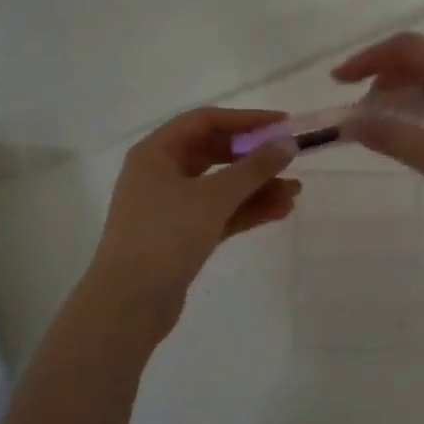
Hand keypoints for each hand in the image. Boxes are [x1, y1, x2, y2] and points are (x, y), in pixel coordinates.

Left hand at [86, 107, 299, 329]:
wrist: (129, 304)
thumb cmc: (165, 237)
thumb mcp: (213, 197)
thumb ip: (254, 168)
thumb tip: (288, 143)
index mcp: (156, 153)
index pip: (205, 121)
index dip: (245, 120)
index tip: (282, 125)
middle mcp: (160, 174)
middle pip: (214, 154)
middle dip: (254, 158)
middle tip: (290, 160)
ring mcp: (170, 207)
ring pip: (220, 187)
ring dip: (256, 188)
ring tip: (295, 193)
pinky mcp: (182, 236)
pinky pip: (219, 213)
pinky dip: (246, 211)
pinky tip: (279, 211)